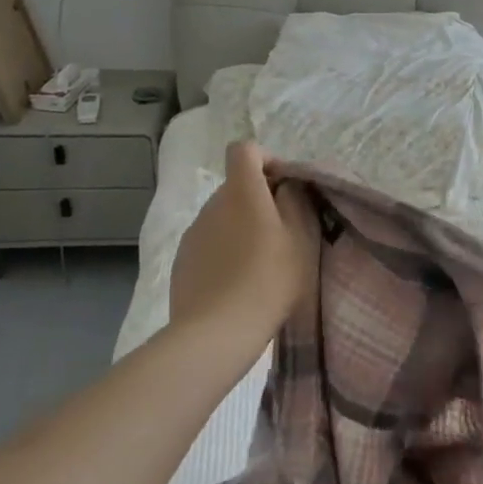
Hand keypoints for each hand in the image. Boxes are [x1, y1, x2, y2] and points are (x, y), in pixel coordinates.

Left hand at [170, 143, 318, 350]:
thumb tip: (286, 186)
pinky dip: (223, 251)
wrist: (216, 333)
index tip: (283, 185)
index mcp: (242, 192)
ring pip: (222, 216)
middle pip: (235, 186)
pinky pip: (208, 242)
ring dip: (240, 226)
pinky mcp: (182, 261)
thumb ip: (295, 202)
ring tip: (260, 262)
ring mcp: (193, 233)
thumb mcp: (301, 238)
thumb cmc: (269, 280)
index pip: (243, 150)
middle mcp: (212, 205)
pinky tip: (236, 282)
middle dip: (258, 199)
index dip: (265, 159)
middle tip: (282, 231)